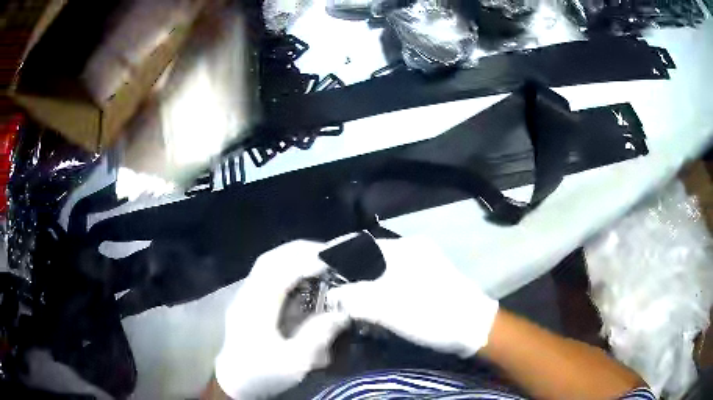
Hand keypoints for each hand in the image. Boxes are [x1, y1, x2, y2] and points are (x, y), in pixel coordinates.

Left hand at [214, 241, 348, 398]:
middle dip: (300, 250)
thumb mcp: (294, 362)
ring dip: (292, 256)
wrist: (234, 380)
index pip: (279, 271)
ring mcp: (245, 296)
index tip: (332, 262)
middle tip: (328, 254)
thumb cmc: (263, 373)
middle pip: (270, 259)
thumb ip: (317, 336)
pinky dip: (285, 267)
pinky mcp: (247, 301)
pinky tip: (300, 276)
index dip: (306, 261)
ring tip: (317, 260)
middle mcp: (248, 295)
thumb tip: (340, 314)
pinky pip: (266, 274)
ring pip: (266, 264)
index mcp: (257, 308)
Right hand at [328, 236, 497, 357]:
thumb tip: (333, 295)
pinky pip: (394, 276)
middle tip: (328, 281)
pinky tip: (370, 299)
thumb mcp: (389, 308)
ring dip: (363, 277)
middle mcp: (413, 249)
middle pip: (370, 253)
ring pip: (382, 266)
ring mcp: (423, 263)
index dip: (336, 250)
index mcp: (404, 249)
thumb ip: (355, 299)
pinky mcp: (427, 278)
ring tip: (344, 291)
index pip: (361, 242)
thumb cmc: (432, 314)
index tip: (316, 261)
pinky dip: (378, 285)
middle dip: (348, 266)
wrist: (473, 327)